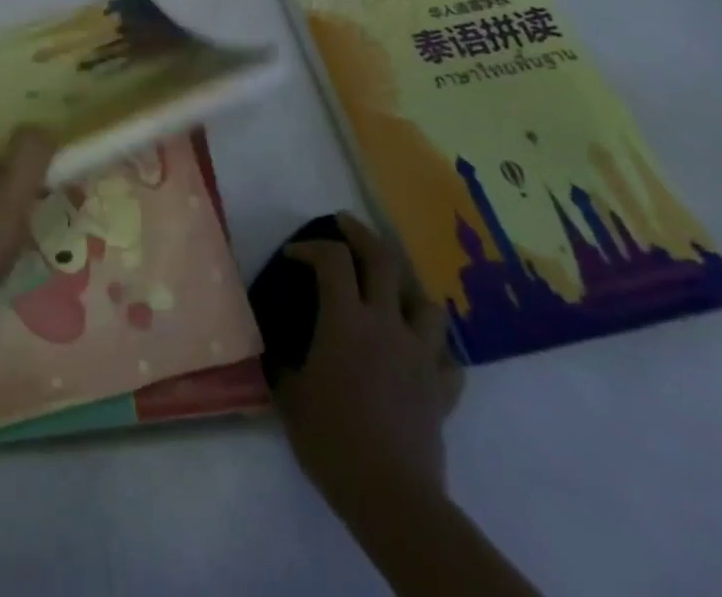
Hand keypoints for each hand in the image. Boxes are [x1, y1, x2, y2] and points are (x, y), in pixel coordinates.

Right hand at [273, 213, 462, 518]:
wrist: (391, 497)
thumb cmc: (331, 439)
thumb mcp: (289, 394)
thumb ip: (282, 360)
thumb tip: (273, 346)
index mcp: (346, 320)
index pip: (332, 260)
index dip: (311, 247)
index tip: (293, 256)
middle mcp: (386, 325)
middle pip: (384, 261)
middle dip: (362, 235)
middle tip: (345, 224)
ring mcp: (421, 356)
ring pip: (426, 303)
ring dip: (407, 287)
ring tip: (391, 288)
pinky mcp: (442, 390)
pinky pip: (448, 357)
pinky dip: (434, 347)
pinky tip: (420, 350)